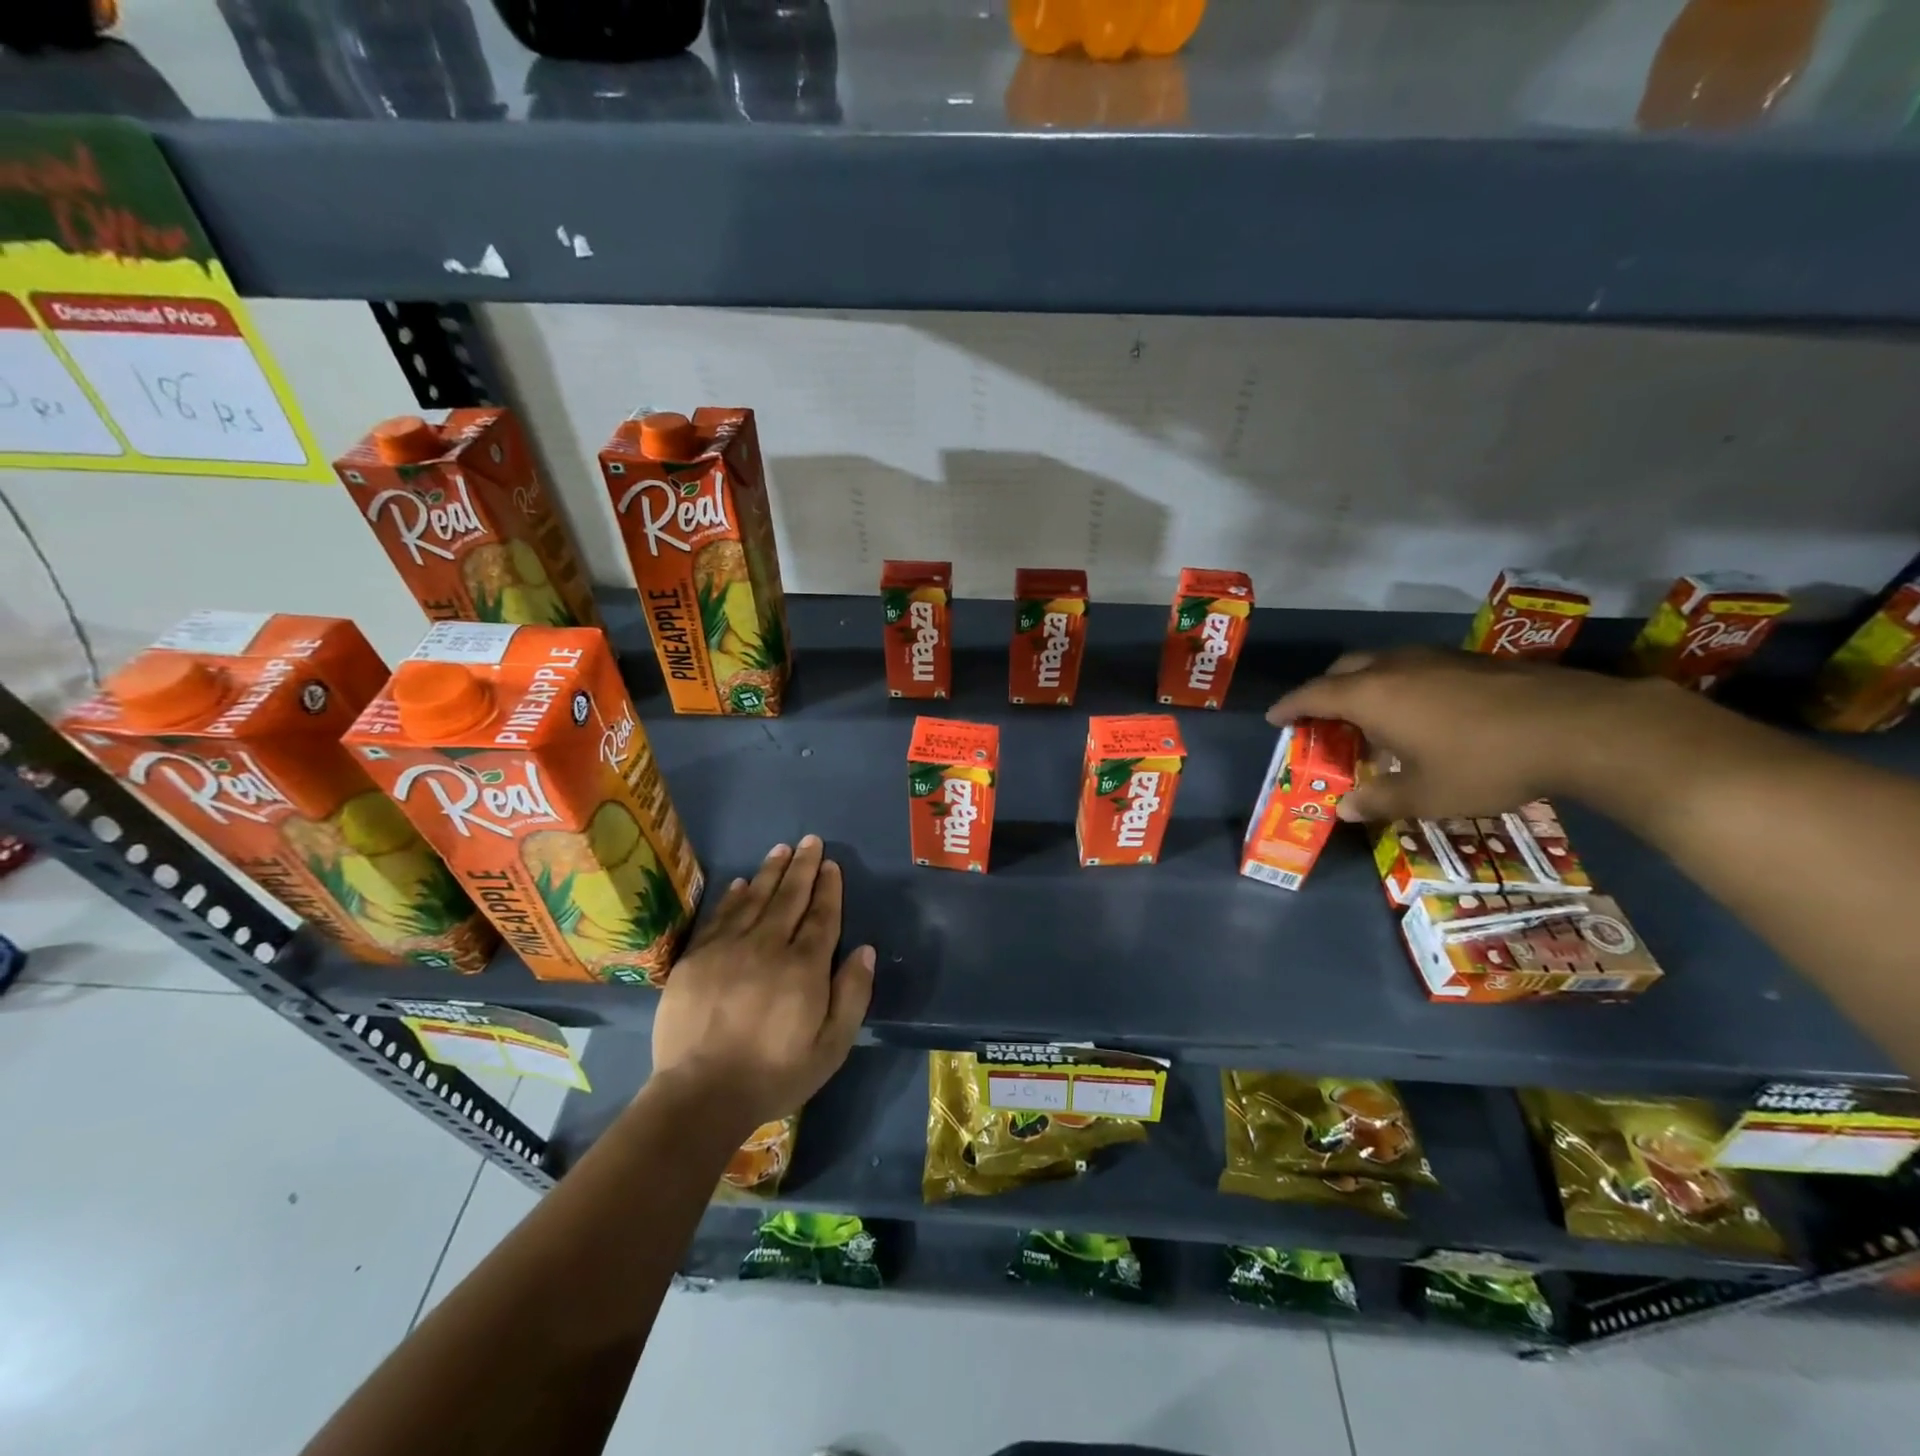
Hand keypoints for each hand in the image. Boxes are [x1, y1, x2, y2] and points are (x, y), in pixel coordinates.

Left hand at [651, 836, 874, 1133]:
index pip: (821, 916)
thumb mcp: (831, 1047)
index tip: (832, 865)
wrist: (700, 1095)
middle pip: (790, 897)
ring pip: (755, 898)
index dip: (828, 888)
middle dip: (803, 867)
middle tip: (810, 841)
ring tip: (782, 850)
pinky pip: (720, 916)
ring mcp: (728, 948)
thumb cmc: (775, 1074)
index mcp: (804, 967)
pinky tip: (741, 882)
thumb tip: (864, 949)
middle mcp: (768, 946)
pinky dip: (733, 896)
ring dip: (771, 872)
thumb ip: (852, 995)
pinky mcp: (696, 958)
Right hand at [1265, 645, 1675, 821]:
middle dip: (1324, 690)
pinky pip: (1414, 666)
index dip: (1289, 707)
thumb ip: (1379, 800)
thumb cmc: (1484, 763)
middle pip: (1343, 669)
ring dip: (1364, 685)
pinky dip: (1399, 684)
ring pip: (1381, 663)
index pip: (1312, 695)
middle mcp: (1394, 668)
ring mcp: (1435, 658)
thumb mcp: (1426, 795)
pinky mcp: (1470, 660)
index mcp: (1371, 696)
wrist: (1579, 727)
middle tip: (1322, 718)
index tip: (1274, 719)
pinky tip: (1423, 712)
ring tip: (1371, 717)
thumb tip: (1344, 809)